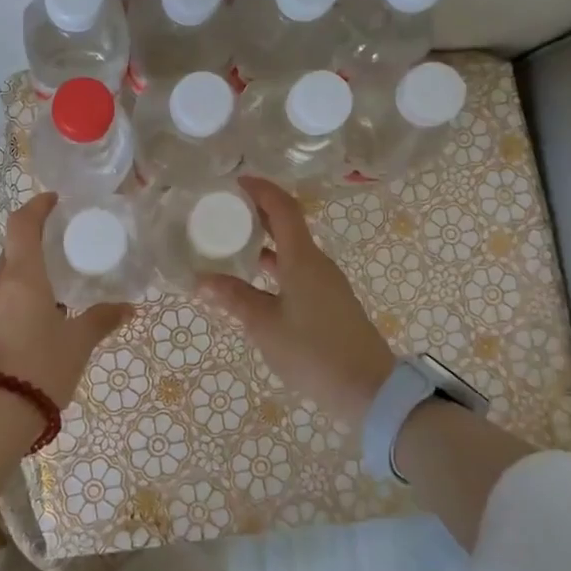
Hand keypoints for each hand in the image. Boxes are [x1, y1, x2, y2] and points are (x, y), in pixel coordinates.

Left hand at [0, 192, 132, 408]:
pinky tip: (45, 312)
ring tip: (60, 280)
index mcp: (21, 277)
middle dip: (37, 240)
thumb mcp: (78, 342)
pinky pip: (3, 298)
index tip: (55, 201)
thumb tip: (128, 307)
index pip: (22, 225)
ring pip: (8, 275)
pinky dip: (23, 293)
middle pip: (13, 249)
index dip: (37, 207)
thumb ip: (101, 319)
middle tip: (66, 242)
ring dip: (30, 270)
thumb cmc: (40, 367)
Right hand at [196, 176, 395, 423]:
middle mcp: (317, 263)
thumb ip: (234, 298)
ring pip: (292, 250)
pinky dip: (275, 266)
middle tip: (225, 212)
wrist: (368, 389)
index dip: (260, 190)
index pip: (282, 208)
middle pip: (288, 225)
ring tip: (232, 245)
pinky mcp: (329, 303)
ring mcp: (326, 283)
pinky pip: (297, 271)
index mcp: (302, 258)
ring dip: (265, 242)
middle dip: (258, 214)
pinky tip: (254, 283)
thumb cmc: (313, 351)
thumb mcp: (265, 325)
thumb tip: (201, 280)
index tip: (235, 182)